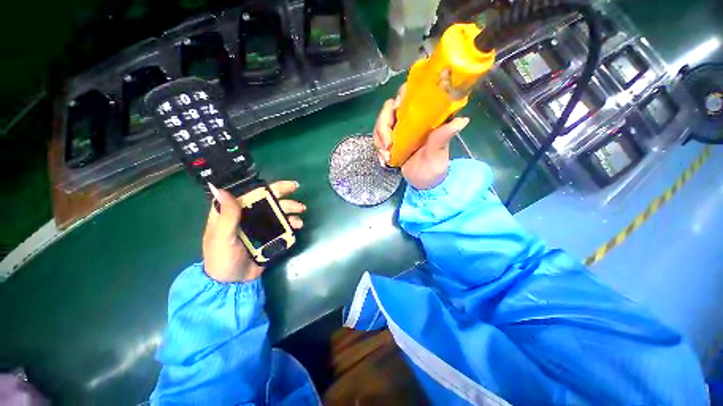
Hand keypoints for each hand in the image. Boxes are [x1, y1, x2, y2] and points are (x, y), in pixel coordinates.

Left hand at [203, 181, 304, 282]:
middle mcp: (247, 215)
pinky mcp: (270, 236)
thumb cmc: (222, 258)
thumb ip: (226, 215)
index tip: (276, 181)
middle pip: (267, 199)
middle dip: (282, 193)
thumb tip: (222, 189)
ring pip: (277, 211)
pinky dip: (292, 223)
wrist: (233, 283)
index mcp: (232, 212)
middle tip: (296, 188)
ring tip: (301, 212)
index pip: (248, 192)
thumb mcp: (221, 237)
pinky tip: (297, 225)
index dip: (263, 185)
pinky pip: (283, 226)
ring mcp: (260, 225)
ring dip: (290, 209)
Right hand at [373, 85, 469, 189]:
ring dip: (378, 140)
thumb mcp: (438, 155)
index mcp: (424, 118)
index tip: (396, 110)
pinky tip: (384, 160)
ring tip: (386, 157)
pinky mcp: (390, 141)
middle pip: (389, 109)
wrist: (423, 184)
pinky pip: (378, 138)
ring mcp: (398, 131)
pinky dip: (377, 148)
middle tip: (386, 145)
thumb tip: (462, 120)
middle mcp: (410, 120)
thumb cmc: (433, 169)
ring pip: (380, 124)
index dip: (400, 97)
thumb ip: (443, 138)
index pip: (410, 96)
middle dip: (383, 126)